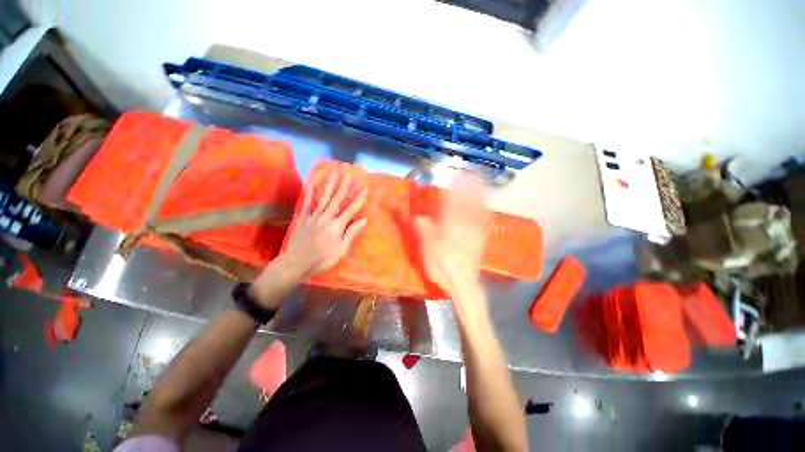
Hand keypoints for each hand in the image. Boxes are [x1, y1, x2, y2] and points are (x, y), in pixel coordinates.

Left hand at [283, 171, 367, 275]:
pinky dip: (309, 194)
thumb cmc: (322, 259)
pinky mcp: (303, 218)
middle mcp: (326, 217)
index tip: (364, 188)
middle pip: (337, 199)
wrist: (296, 263)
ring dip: (330, 185)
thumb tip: (363, 220)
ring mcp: (313, 216)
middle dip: (344, 185)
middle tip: (348, 172)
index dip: (358, 199)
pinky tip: (312, 184)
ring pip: (323, 198)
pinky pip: (307, 204)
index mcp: (337, 226)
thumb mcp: (341, 249)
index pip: (351, 209)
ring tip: (334, 173)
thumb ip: (351, 233)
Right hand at [415, 172, 489, 295]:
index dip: (454, 188)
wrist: (461, 281)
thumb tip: (417, 217)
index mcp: (449, 224)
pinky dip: (484, 211)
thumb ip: (422, 229)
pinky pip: (483, 221)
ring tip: (481, 184)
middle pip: (468, 202)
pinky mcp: (480, 239)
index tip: (457, 176)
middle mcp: (464, 224)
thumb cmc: (441, 264)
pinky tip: (485, 207)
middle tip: (472, 174)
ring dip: (479, 195)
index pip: (452, 202)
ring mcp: (474, 231)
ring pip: (477, 209)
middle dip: (470, 187)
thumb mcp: (426, 247)